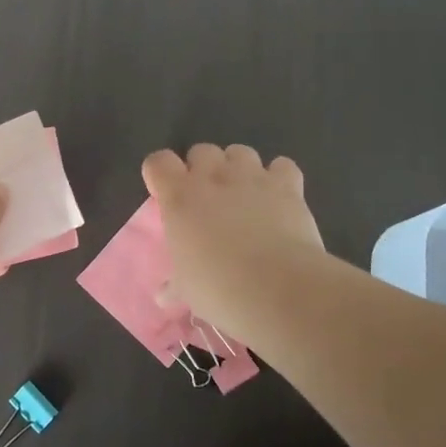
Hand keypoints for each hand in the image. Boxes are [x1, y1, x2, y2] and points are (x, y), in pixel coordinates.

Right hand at [142, 144, 324, 329]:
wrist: (277, 287)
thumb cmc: (218, 288)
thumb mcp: (187, 291)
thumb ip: (173, 286)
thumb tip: (163, 296)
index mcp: (179, 197)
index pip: (158, 162)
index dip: (161, 173)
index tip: (165, 193)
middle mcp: (213, 177)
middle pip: (201, 150)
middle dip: (203, 168)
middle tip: (208, 198)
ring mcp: (252, 177)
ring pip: (240, 152)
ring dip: (239, 167)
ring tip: (244, 194)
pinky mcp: (287, 185)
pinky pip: (282, 165)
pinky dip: (280, 176)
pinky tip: (279, 198)